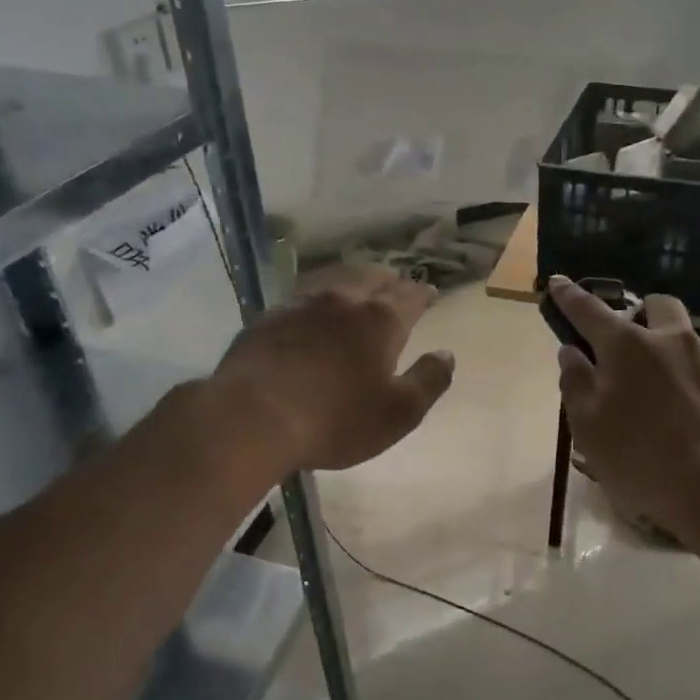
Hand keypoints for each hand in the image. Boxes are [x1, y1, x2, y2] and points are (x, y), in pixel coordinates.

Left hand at [204, 267, 454, 476]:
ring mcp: (300, 305)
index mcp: (380, 321)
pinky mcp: (267, 318)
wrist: (252, 419)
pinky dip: (314, 301)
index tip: (429, 292)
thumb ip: (429, 380)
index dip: (422, 293)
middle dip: (388, 281)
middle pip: (371, 279)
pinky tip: (310, 313)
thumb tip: (447, 354)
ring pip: (333, 281)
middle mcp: (343, 301)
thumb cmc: (335, 420)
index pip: (410, 296)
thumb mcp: (398, 413)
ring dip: (350, 283)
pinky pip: (300, 299)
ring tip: (355, 290)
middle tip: (394, 286)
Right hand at [550, 276, 699, 539]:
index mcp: (627, 347)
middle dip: (644, 313)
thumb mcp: (589, 429)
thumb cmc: (642, 460)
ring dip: (688, 345)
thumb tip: (572, 351)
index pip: (589, 311)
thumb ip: (576, 384)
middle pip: (658, 305)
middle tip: (636, 341)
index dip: (570, 296)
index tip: (560, 283)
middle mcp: (673, 339)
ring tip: (684, 374)